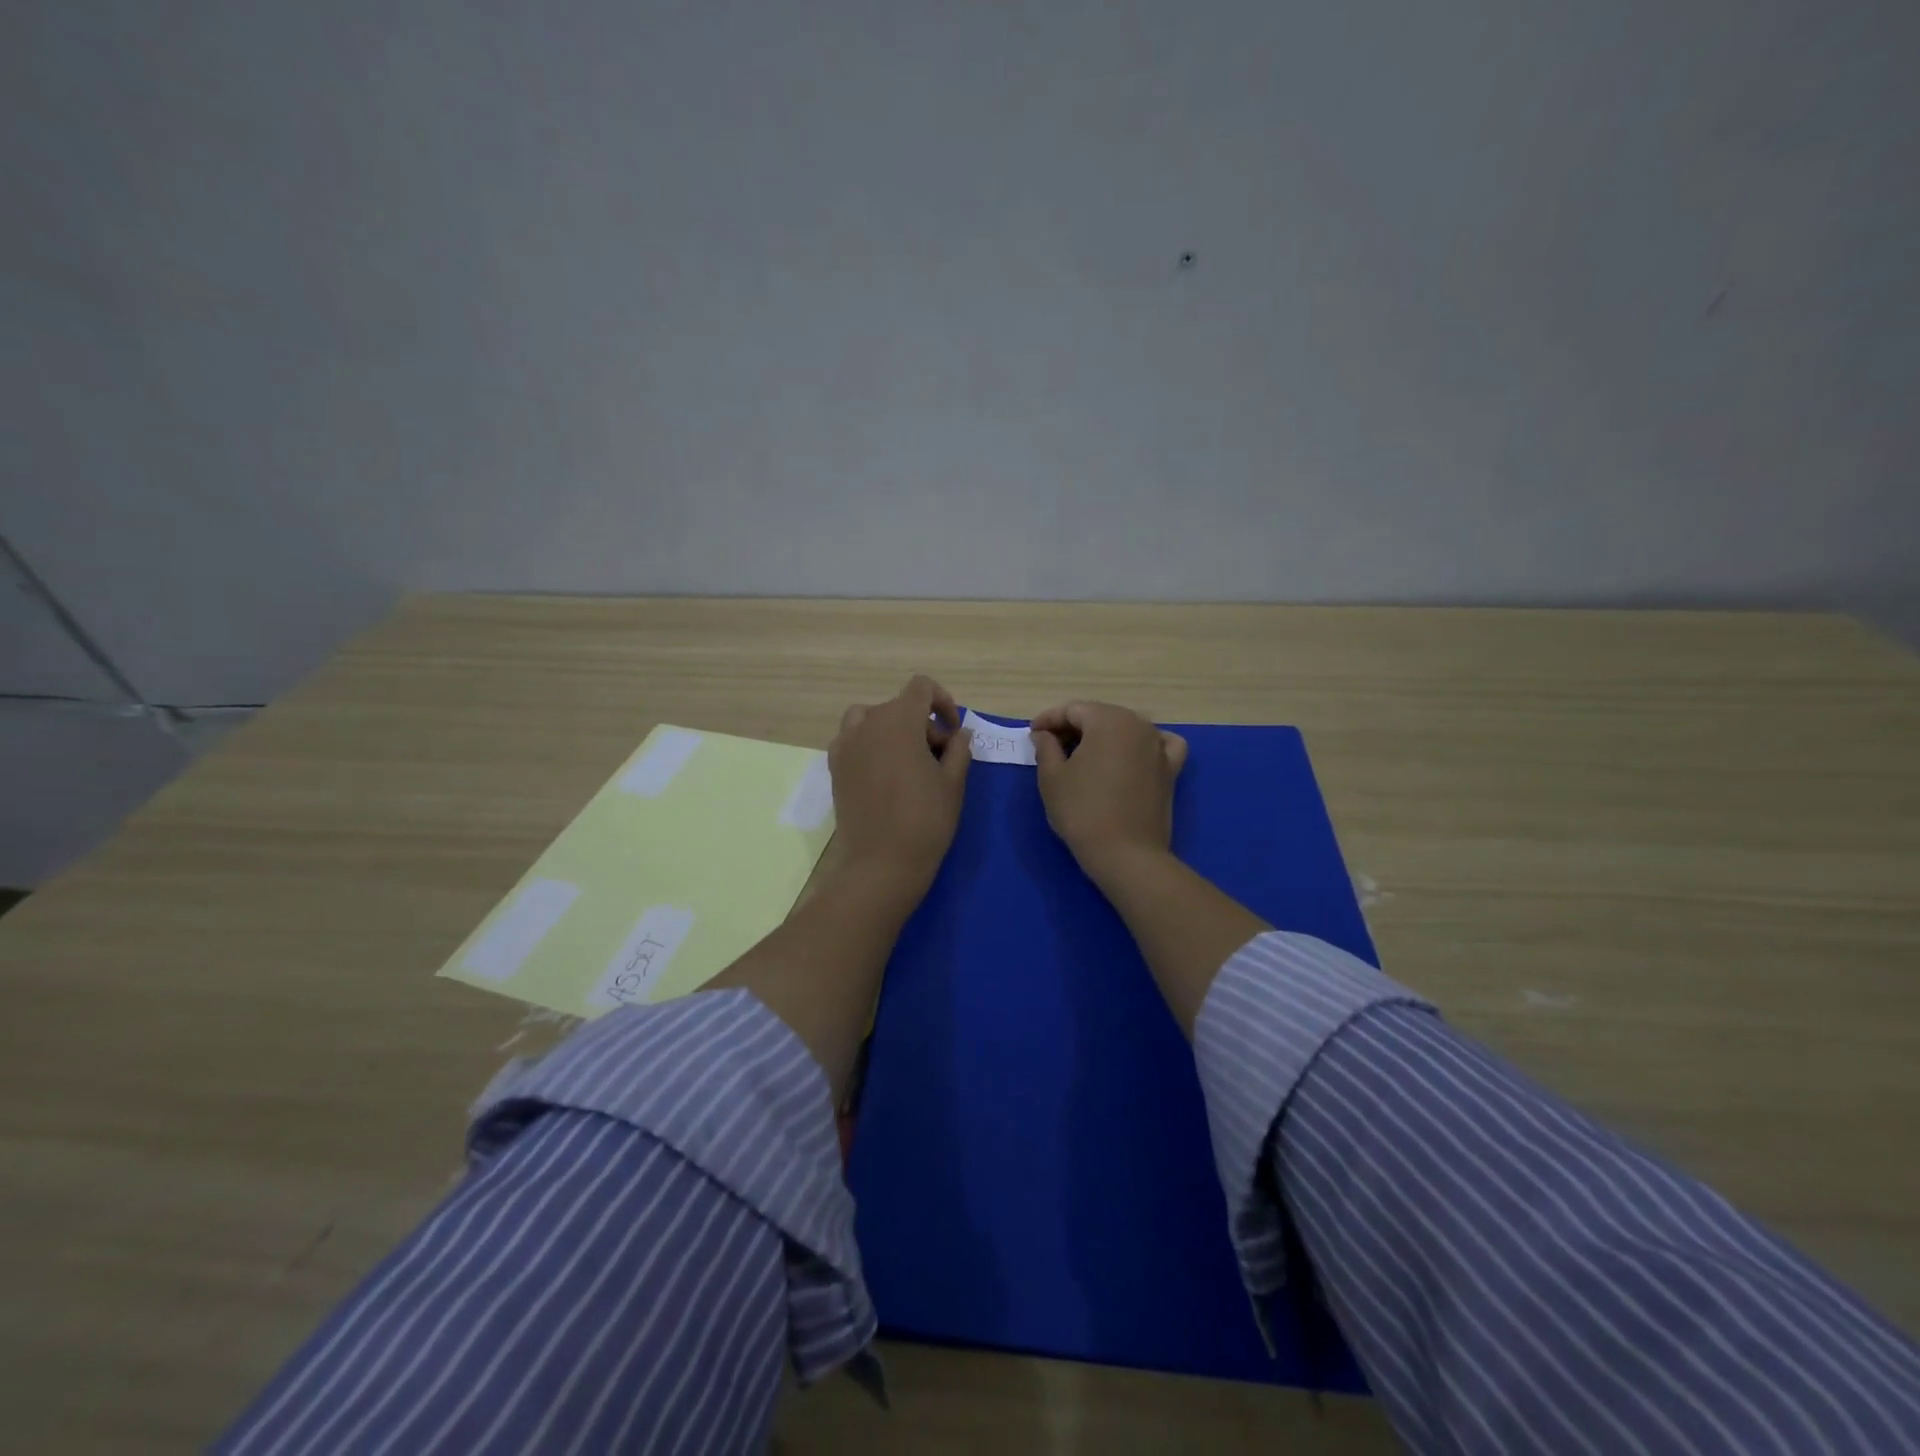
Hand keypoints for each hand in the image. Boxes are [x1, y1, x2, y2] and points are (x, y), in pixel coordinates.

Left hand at [827, 674, 972, 896]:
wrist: (881, 863)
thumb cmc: (925, 820)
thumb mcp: (953, 782)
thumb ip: (959, 749)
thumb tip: (959, 734)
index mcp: (899, 720)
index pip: (920, 687)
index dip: (942, 701)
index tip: (953, 730)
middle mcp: (868, 724)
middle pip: (898, 706)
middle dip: (923, 723)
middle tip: (940, 757)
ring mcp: (846, 745)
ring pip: (871, 719)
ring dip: (892, 729)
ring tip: (908, 760)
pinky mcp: (835, 767)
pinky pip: (852, 740)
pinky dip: (870, 744)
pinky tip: (884, 773)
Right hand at [1031, 701, 1188, 883]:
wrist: (1125, 854)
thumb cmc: (1082, 811)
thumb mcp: (1052, 777)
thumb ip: (1046, 747)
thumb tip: (1044, 734)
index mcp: (1108, 719)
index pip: (1072, 710)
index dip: (1048, 720)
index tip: (1032, 735)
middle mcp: (1138, 724)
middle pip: (1100, 716)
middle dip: (1074, 727)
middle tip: (1051, 746)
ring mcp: (1159, 746)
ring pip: (1126, 728)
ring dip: (1103, 736)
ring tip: (1083, 755)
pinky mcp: (1171, 770)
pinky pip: (1158, 745)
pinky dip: (1142, 745)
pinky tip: (1131, 755)